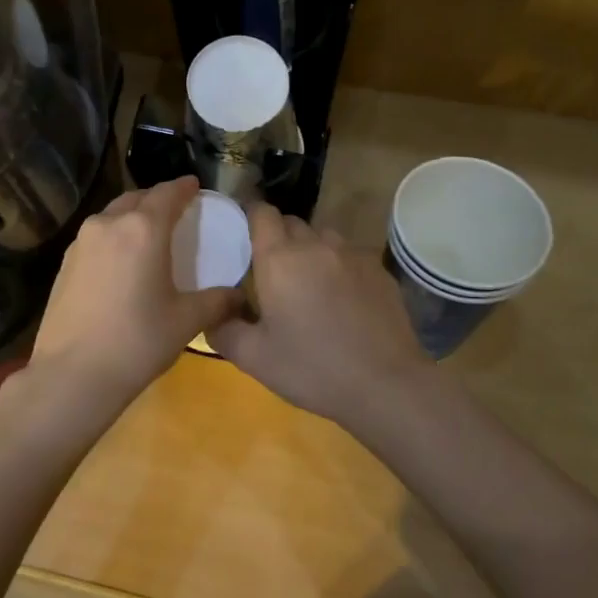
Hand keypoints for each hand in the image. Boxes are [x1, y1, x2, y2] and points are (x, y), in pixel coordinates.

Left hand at [22, 178, 241, 425]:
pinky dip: (113, 236)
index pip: (167, 194)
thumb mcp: (186, 322)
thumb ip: (216, 302)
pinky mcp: (64, 263)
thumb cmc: (137, 342)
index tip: (195, 186)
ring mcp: (81, 242)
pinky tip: (121, 260)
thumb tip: (238, 297)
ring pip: (112, 215)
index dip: (184, 188)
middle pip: (137, 198)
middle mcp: (109, 224)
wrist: (72, 374)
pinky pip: (95, 236)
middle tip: (175, 211)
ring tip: (148, 233)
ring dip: (132, 216)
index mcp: (143, 229)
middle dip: (157, 199)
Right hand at [207, 203, 430, 432]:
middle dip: (277, 238)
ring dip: (309, 250)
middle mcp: (315, 245)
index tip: (242, 235)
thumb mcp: (253, 358)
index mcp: (279, 259)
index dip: (250, 216)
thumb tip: (212, 315)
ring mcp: (352, 255)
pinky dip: (338, 267)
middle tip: (270, 271)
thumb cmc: (312, 368)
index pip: (261, 213)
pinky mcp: (379, 270)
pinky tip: (341, 300)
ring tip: (307, 283)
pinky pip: (349, 256)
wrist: (385, 384)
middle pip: (291, 223)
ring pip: (322, 237)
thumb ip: (223, 330)